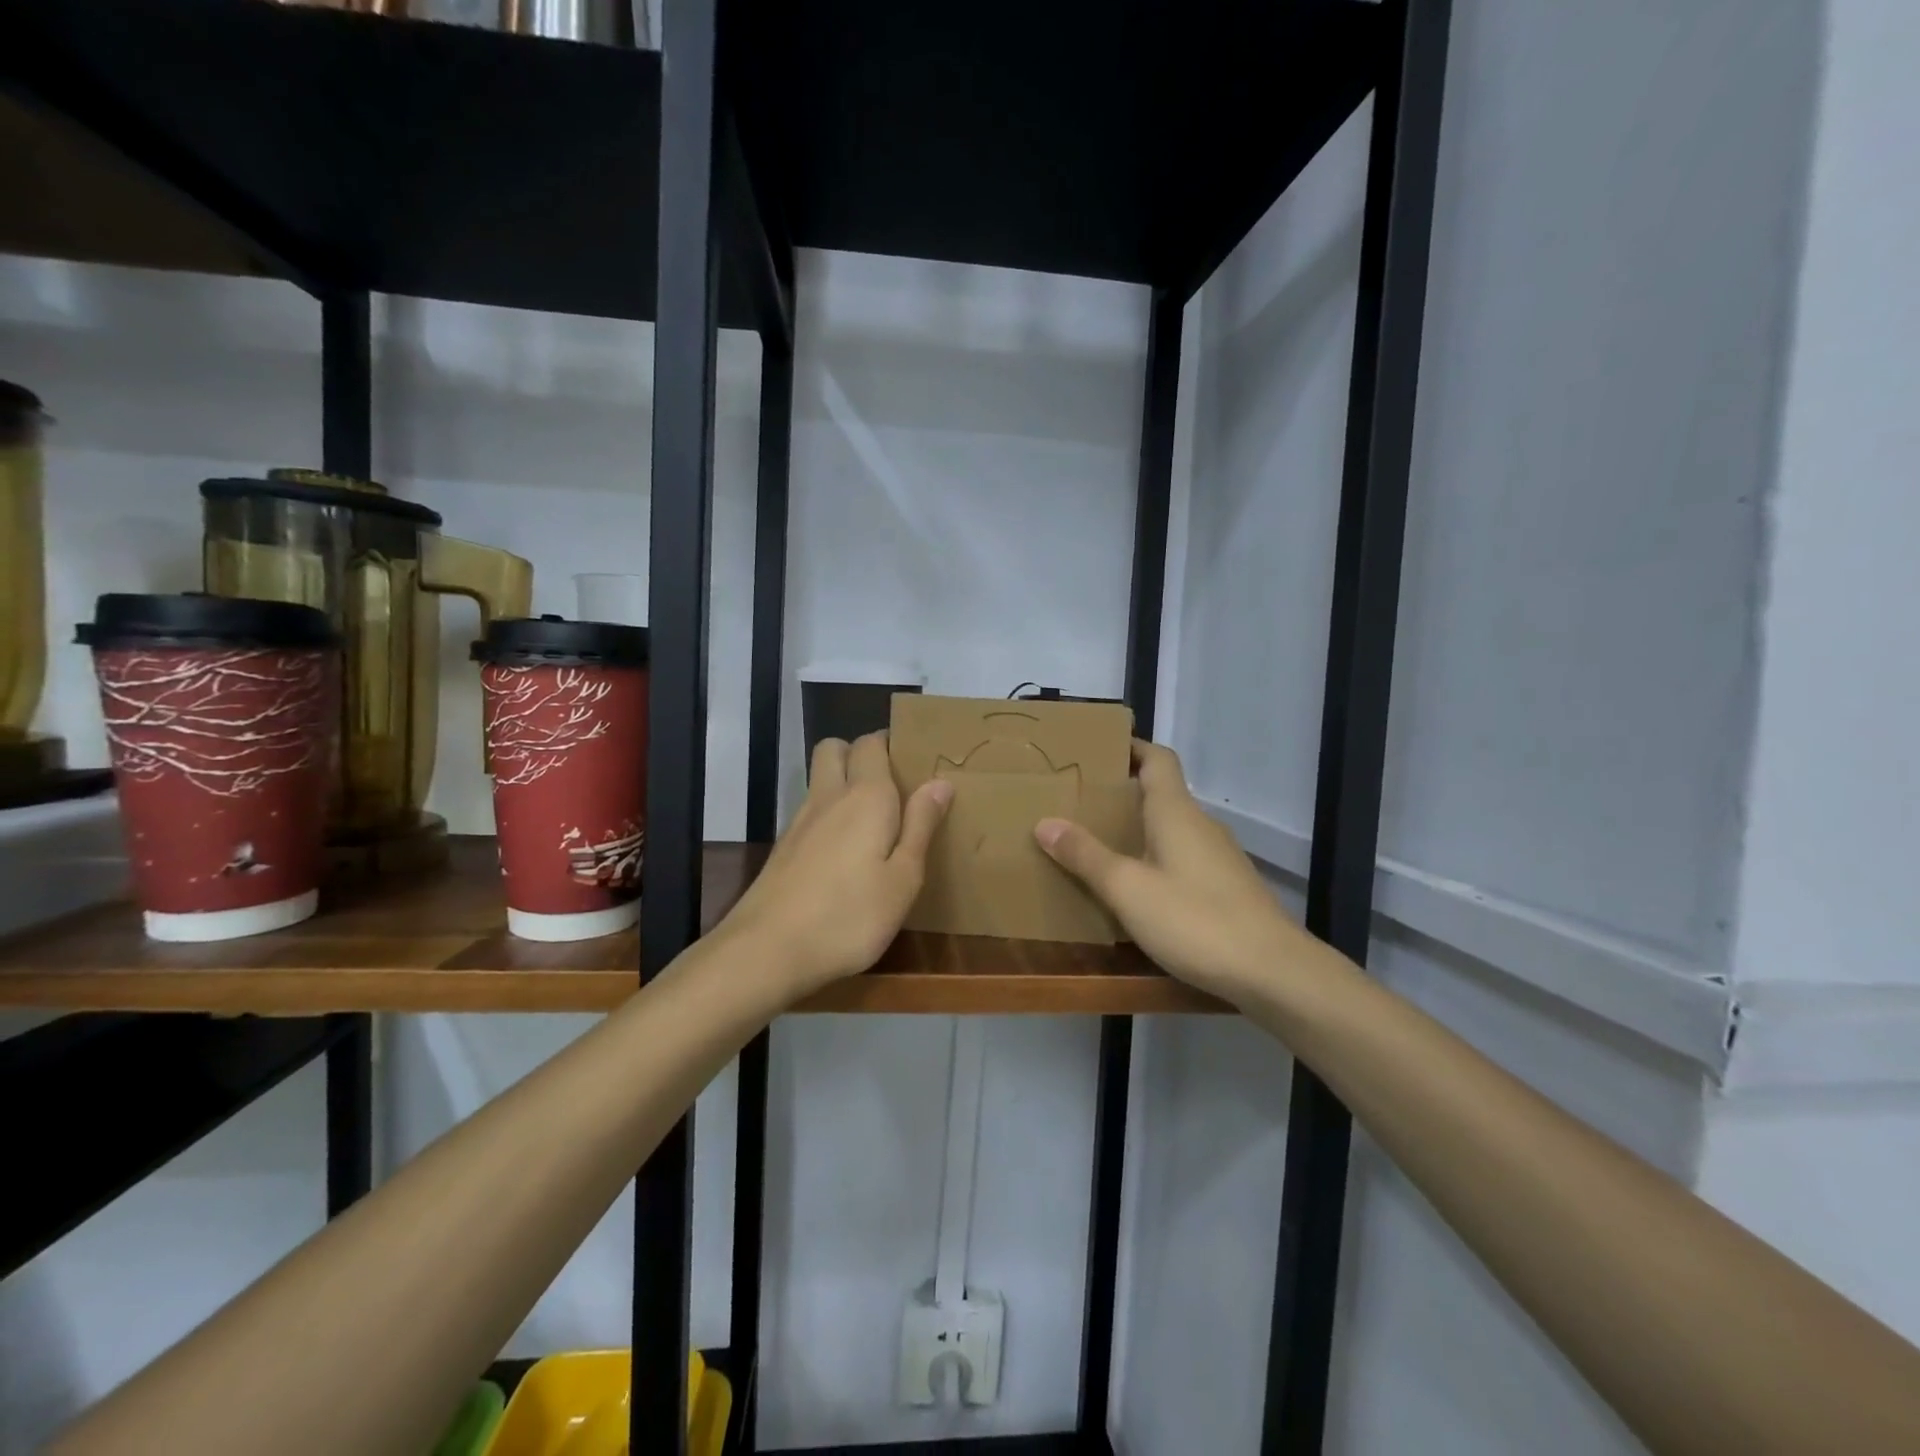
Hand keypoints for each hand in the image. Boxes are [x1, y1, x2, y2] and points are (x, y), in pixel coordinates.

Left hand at [719, 731, 952, 999]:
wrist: (767, 950)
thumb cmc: (850, 916)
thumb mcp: (903, 879)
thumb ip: (920, 826)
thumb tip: (939, 783)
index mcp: (866, 796)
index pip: (872, 743)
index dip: (891, 744)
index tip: (914, 763)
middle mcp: (829, 796)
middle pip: (835, 748)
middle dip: (859, 753)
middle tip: (890, 785)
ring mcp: (800, 821)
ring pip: (819, 779)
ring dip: (842, 782)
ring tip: (873, 820)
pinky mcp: (783, 847)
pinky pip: (811, 811)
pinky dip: (829, 814)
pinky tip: (845, 852)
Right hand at [1034, 741, 1304, 1001]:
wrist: (1273, 971)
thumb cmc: (1195, 920)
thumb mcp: (1128, 889)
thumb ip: (1086, 856)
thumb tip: (1045, 822)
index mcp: (1176, 812)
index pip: (1157, 759)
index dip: (1130, 747)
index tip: (1096, 750)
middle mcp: (1200, 825)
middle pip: (1161, 793)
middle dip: (1122, 793)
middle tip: (1078, 803)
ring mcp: (1218, 857)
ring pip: (1171, 828)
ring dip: (1137, 829)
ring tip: (1097, 845)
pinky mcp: (1226, 887)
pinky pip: (1182, 857)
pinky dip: (1155, 858)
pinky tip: (1136, 889)